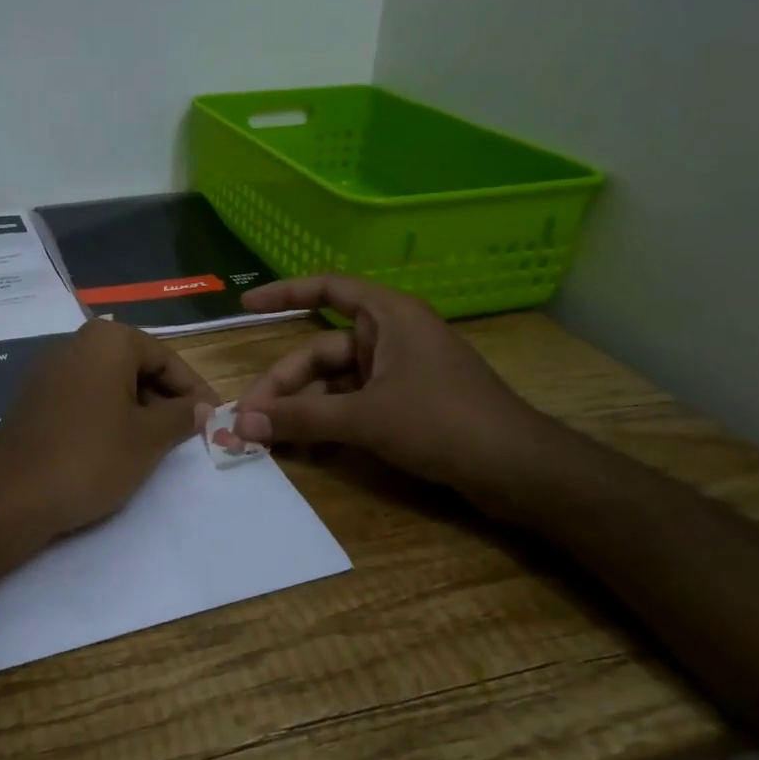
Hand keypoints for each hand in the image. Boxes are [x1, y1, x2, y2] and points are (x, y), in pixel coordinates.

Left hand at [0, 319, 217, 540]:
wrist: (12, 496)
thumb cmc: (91, 458)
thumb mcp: (148, 438)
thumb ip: (181, 416)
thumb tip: (202, 408)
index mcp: (107, 340)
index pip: (166, 357)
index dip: (194, 389)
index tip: (213, 419)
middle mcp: (75, 344)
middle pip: (136, 365)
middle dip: (165, 398)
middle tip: (188, 434)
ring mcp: (48, 370)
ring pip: (110, 383)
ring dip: (138, 409)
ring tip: (157, 444)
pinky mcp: (33, 399)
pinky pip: (84, 397)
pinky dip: (108, 415)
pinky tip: (118, 447)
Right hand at [233, 276, 549, 494]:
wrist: (519, 470)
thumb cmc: (443, 422)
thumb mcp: (364, 418)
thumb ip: (300, 418)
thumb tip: (240, 424)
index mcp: (388, 317)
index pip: (326, 289)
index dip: (283, 293)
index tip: (246, 304)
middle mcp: (391, 337)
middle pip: (320, 351)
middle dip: (284, 385)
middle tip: (248, 420)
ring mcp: (399, 373)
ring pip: (334, 383)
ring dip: (302, 409)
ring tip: (269, 441)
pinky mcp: (407, 405)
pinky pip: (353, 405)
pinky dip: (328, 423)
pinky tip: (305, 450)